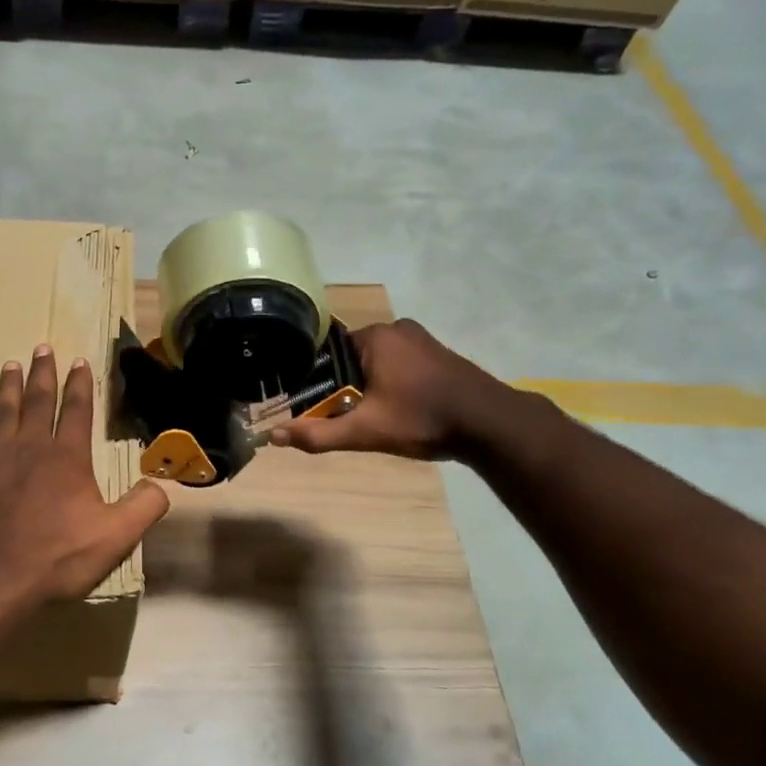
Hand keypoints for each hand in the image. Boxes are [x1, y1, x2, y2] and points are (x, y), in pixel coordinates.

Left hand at [0, 346, 170, 615]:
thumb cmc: (56, 559)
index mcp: (67, 459)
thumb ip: (144, 507)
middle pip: (39, 403)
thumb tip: (161, 484)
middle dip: (44, 374)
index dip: (81, 385)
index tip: (80, 361)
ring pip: (2, 413)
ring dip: (8, 388)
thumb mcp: (116, 537)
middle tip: (43, 347)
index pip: (78, 412)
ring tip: (10, 364)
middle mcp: (30, 448)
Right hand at [268, 319, 504, 461]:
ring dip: (365, 386)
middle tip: (337, 416)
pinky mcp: (437, 354)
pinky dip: (388, 383)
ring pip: (374, 362)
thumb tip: (274, 437)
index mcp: (374, 336)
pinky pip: (397, 364)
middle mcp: (395, 328)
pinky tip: (393, 408)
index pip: (326, 351)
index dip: (315, 379)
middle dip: (341, 386)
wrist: (492, 425)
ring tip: (364, 415)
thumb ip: (318, 434)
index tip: (310, 403)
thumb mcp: (365, 431)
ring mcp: (420, 339)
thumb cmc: (423, 419)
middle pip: (349, 357)